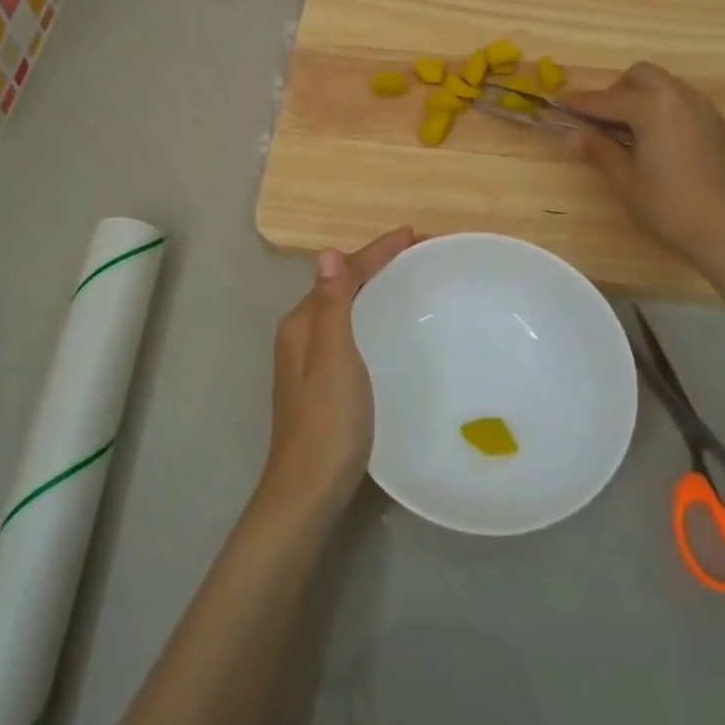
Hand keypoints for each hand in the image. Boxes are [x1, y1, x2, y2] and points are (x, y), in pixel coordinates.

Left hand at [263, 227, 415, 514]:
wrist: (309, 489)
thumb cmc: (327, 421)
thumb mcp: (333, 357)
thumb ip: (331, 304)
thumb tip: (327, 252)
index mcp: (302, 323)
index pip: (343, 272)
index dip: (378, 251)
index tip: (417, 235)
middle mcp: (302, 334)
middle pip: (343, 285)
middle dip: (378, 264)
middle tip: (422, 254)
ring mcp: (311, 359)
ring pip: (346, 308)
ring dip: (376, 288)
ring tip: (411, 279)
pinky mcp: (324, 381)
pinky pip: (351, 330)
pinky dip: (372, 315)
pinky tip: (390, 326)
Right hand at [563, 63, 724, 271]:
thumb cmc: (668, 206)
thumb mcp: (625, 180)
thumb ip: (598, 150)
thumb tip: (573, 134)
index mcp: (653, 108)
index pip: (607, 99)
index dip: (580, 103)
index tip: (558, 103)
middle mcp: (680, 98)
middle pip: (641, 76)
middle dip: (617, 91)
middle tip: (603, 122)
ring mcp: (705, 109)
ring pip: (666, 85)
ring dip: (643, 98)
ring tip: (631, 132)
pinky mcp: (719, 125)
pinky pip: (685, 103)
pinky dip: (665, 110)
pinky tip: (661, 143)